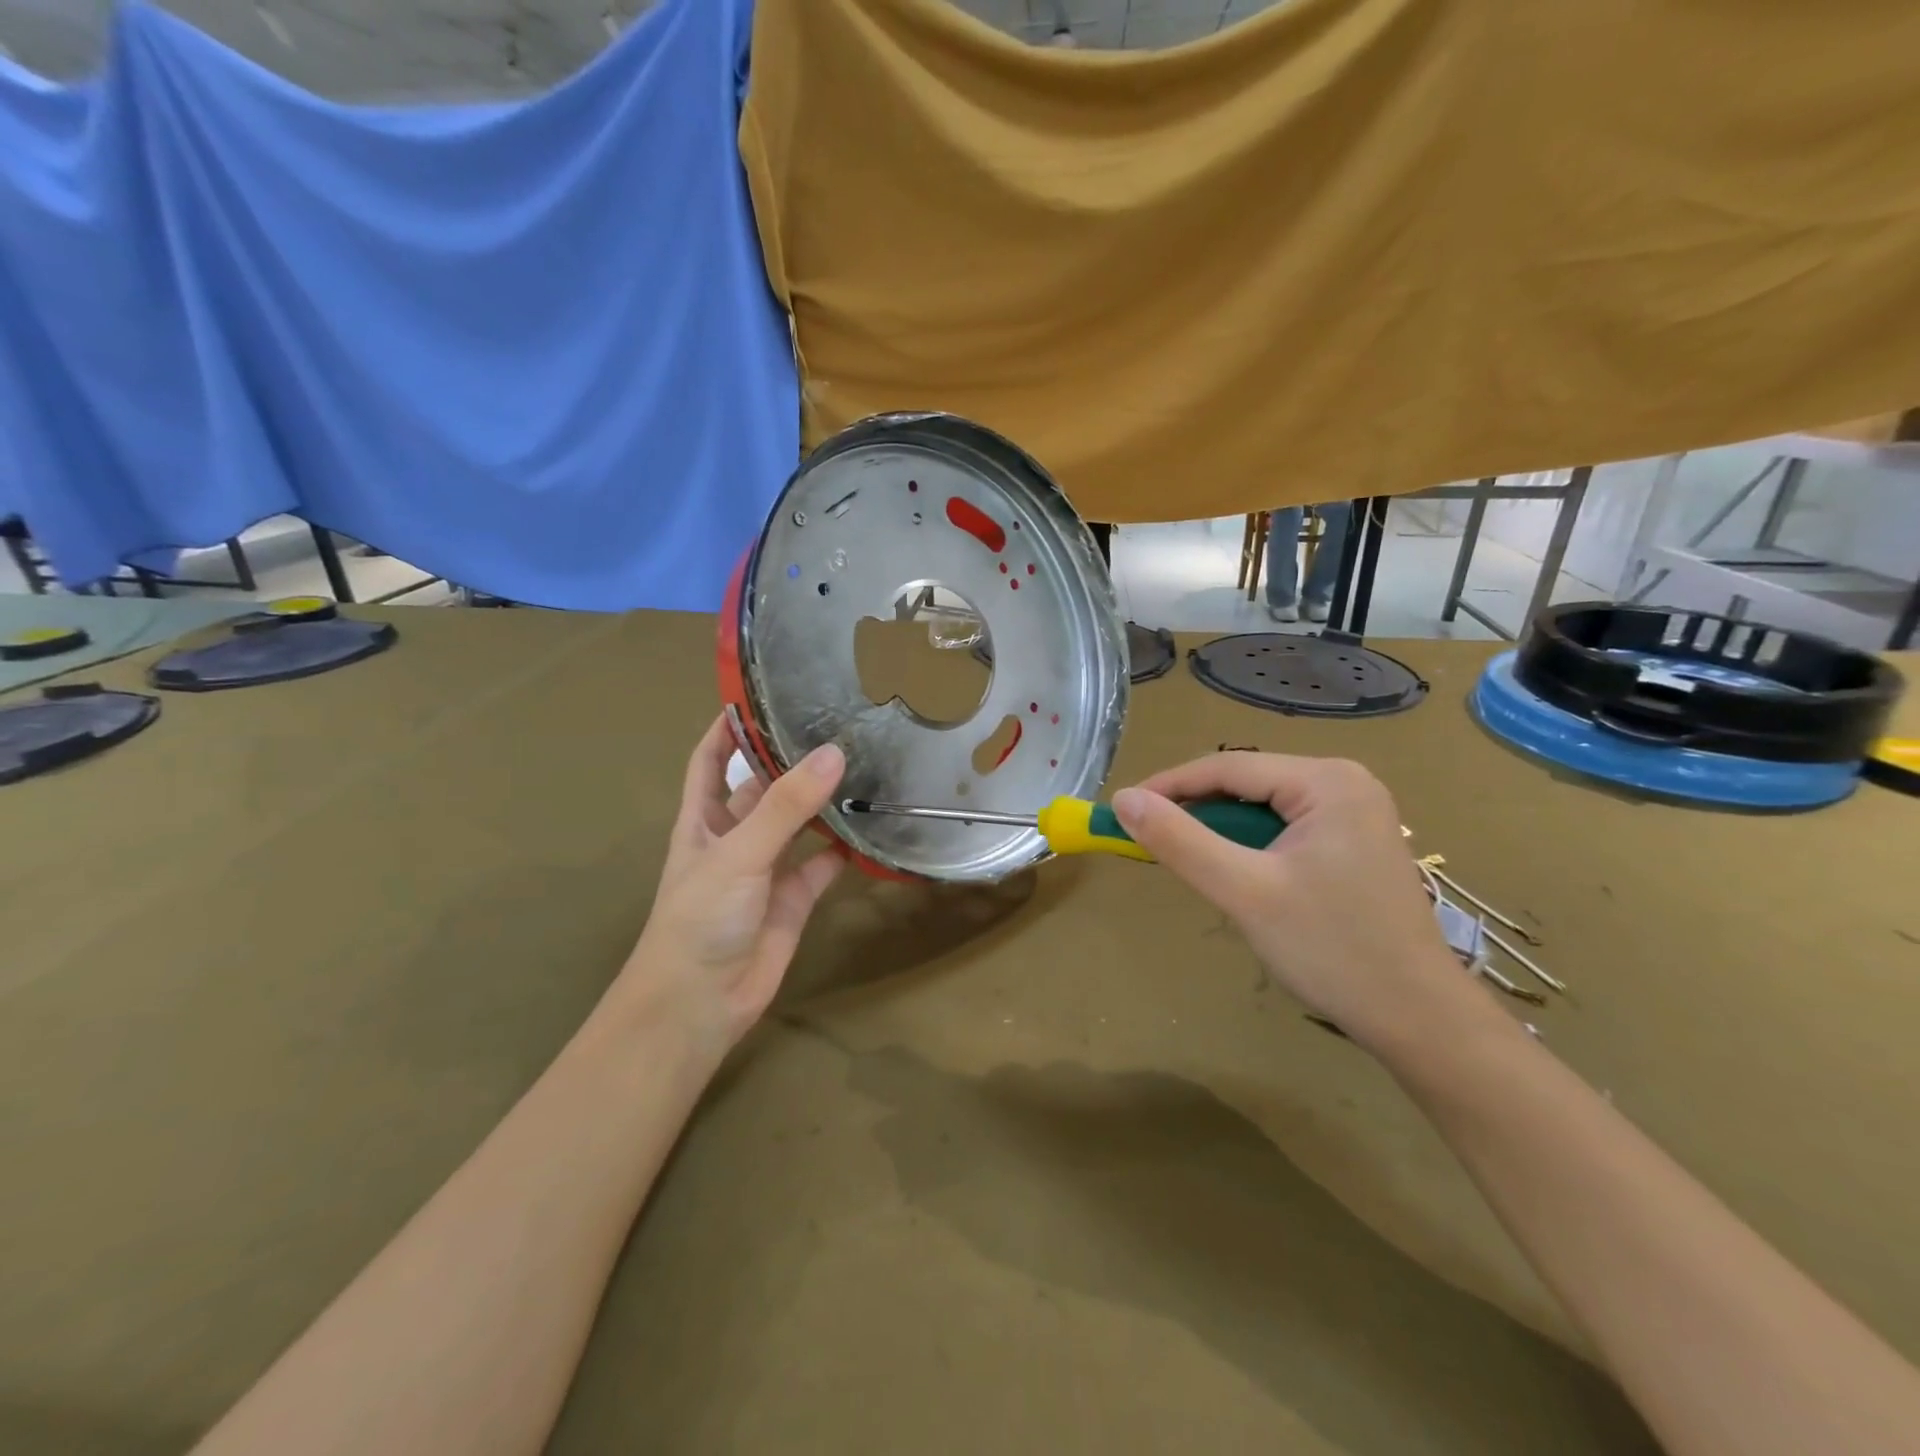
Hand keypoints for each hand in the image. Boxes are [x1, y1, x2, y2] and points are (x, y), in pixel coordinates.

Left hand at [621, 716, 846, 1060]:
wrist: (700, 1004)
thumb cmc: (699, 918)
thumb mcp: (738, 853)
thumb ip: (786, 807)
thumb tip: (834, 753)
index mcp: (703, 818)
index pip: (711, 759)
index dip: (729, 727)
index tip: (763, 693)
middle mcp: (735, 836)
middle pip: (764, 786)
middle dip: (792, 759)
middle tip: (838, 724)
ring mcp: (766, 868)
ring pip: (799, 823)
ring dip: (824, 801)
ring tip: (865, 764)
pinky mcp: (794, 897)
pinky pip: (823, 864)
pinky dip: (845, 848)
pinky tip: (873, 826)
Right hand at [1112, 753, 1481, 1049]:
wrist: (1419, 1019)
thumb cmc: (1332, 950)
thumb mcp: (1244, 891)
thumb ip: (1180, 840)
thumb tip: (1124, 799)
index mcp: (1327, 780)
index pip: (1228, 767)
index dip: (1169, 785)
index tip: (1122, 809)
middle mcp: (1346, 782)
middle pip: (1248, 783)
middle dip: (1197, 810)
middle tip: (1151, 840)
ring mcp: (1356, 812)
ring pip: (1264, 807)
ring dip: (1222, 830)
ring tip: (1190, 861)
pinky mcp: (1356, 842)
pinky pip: (1286, 828)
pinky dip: (1251, 845)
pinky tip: (1238, 874)